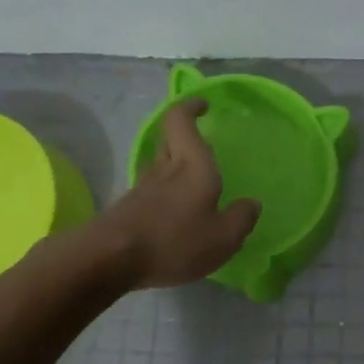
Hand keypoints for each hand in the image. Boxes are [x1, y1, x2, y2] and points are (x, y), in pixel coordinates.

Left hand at [93, 100, 260, 288]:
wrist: (112, 258)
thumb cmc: (175, 241)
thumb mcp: (223, 237)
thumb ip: (241, 218)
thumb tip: (252, 204)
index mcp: (192, 165)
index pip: (181, 120)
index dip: (190, 107)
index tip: (203, 105)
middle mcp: (165, 169)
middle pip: (169, 139)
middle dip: (185, 135)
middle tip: (204, 142)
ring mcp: (143, 188)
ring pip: (160, 165)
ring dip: (175, 166)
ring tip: (195, 182)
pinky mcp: (129, 209)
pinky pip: (152, 191)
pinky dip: (166, 193)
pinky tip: (175, 213)